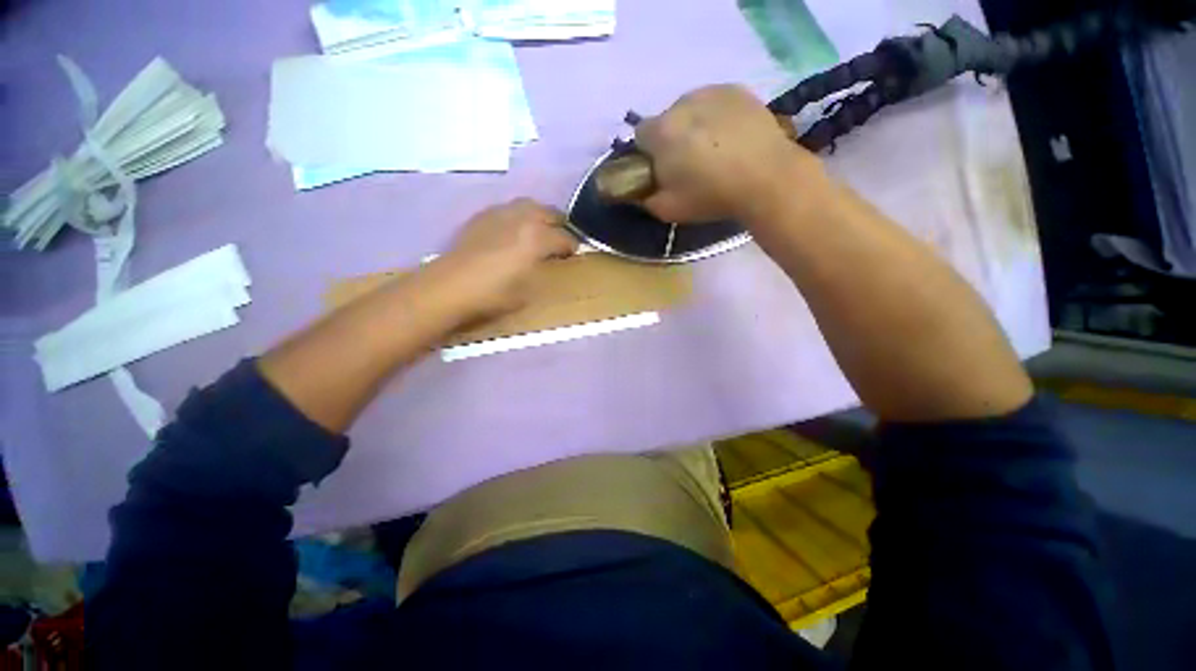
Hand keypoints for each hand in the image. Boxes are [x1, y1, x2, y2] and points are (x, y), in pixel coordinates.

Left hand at [429, 198, 577, 320]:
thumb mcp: (529, 291)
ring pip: (528, 205)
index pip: (564, 237)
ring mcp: (500, 214)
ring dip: (540, 215)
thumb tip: (550, 262)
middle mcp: (522, 219)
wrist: (449, 287)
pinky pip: (508, 208)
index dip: (573, 247)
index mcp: (537, 238)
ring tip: (540, 228)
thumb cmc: (494, 295)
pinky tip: (514, 228)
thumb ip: (544, 271)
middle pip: (549, 213)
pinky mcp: (483, 216)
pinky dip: (518, 215)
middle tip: (561, 238)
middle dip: (560, 224)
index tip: (574, 254)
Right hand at [635, 85, 822, 222]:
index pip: (640, 135)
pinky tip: (730, 136)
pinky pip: (715, 102)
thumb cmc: (711, 196)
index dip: (648, 153)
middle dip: (671, 138)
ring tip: (713, 148)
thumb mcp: (668, 210)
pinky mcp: (737, 89)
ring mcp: (712, 92)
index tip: (662, 169)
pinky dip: (716, 116)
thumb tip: (638, 191)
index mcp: (661, 132)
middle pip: (666, 120)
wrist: (766, 178)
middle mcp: (681, 103)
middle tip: (689, 162)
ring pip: (690, 109)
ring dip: (693, 126)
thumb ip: (645, 199)